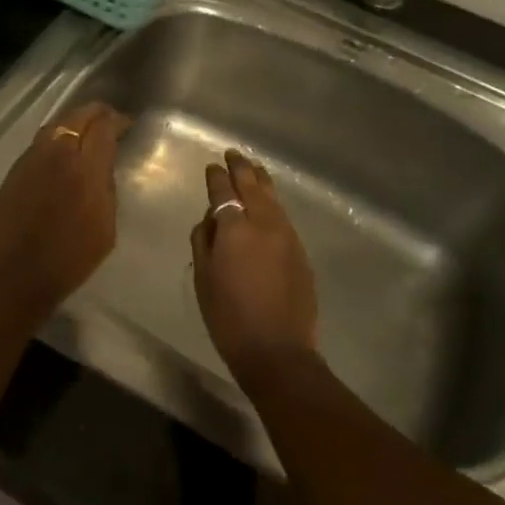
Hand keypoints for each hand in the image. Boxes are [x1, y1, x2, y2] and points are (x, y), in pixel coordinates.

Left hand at [0, 101, 130, 317]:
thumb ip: (106, 190)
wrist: (12, 277)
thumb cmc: (67, 261)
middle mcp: (55, 154)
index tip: (126, 124)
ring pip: (54, 126)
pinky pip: (38, 145)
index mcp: (84, 169)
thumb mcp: (105, 229)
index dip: (117, 120)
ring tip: (84, 130)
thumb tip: (103, 168)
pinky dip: (54, 140)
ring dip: (72, 122)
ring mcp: (29, 160)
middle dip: (95, 113)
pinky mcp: (12, 172)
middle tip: (108, 118)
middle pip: (76, 116)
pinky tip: (59, 153)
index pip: (103, 127)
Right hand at [190, 149, 318, 381]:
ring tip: (253, 168)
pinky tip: (269, 203)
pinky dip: (273, 202)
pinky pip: (283, 216)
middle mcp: (264, 223)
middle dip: (241, 167)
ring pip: (273, 197)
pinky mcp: (301, 250)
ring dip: (261, 180)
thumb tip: (210, 220)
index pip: (224, 191)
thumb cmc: (229, 317)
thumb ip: (203, 241)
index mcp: (235, 228)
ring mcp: (287, 235)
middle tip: (233, 154)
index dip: (216, 176)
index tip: (211, 166)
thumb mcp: (203, 278)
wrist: (277, 350)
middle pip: (252, 185)